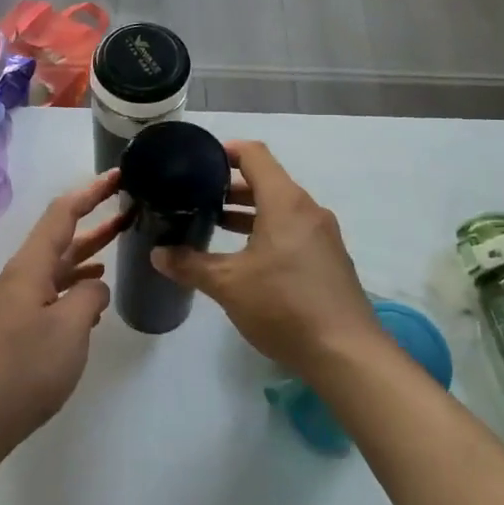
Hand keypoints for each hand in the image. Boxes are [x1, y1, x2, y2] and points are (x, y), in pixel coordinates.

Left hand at [0, 171, 127, 454]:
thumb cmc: (24, 367)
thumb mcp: (70, 328)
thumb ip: (90, 298)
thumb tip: (93, 289)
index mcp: (31, 266)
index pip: (63, 213)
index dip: (91, 191)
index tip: (119, 176)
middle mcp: (22, 276)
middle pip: (61, 237)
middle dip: (95, 221)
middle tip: (131, 208)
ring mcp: (17, 303)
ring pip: (58, 267)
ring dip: (88, 255)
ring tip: (119, 249)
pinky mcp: (17, 328)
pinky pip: (53, 294)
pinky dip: (76, 288)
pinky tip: (93, 299)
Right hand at [153, 141, 381, 375]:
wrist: (346, 353)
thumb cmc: (283, 306)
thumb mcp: (228, 285)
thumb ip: (190, 265)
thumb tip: (158, 254)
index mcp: (285, 202)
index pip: (254, 155)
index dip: (225, 151)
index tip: (197, 160)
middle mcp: (308, 209)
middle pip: (267, 181)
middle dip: (231, 186)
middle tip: (196, 196)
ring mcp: (323, 235)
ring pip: (280, 208)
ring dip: (248, 211)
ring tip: (215, 224)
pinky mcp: (329, 259)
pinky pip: (293, 229)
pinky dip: (267, 230)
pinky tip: (246, 256)